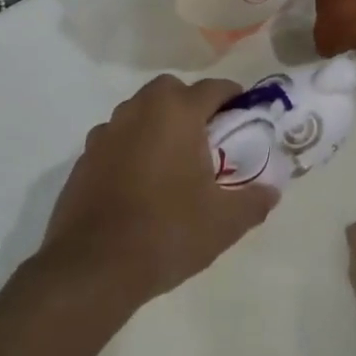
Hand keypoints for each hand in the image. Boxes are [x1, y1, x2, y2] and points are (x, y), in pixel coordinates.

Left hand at [39, 74, 279, 306]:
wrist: (93, 267)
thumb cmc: (167, 232)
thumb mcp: (224, 222)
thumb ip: (254, 201)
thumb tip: (271, 190)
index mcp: (176, 114)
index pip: (212, 88)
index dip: (234, 98)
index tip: (246, 117)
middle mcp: (138, 112)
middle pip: (170, 92)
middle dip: (190, 105)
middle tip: (208, 139)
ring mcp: (105, 134)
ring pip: (138, 113)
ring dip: (158, 125)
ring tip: (174, 162)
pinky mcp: (83, 159)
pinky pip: (116, 140)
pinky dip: (132, 149)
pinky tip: (140, 184)